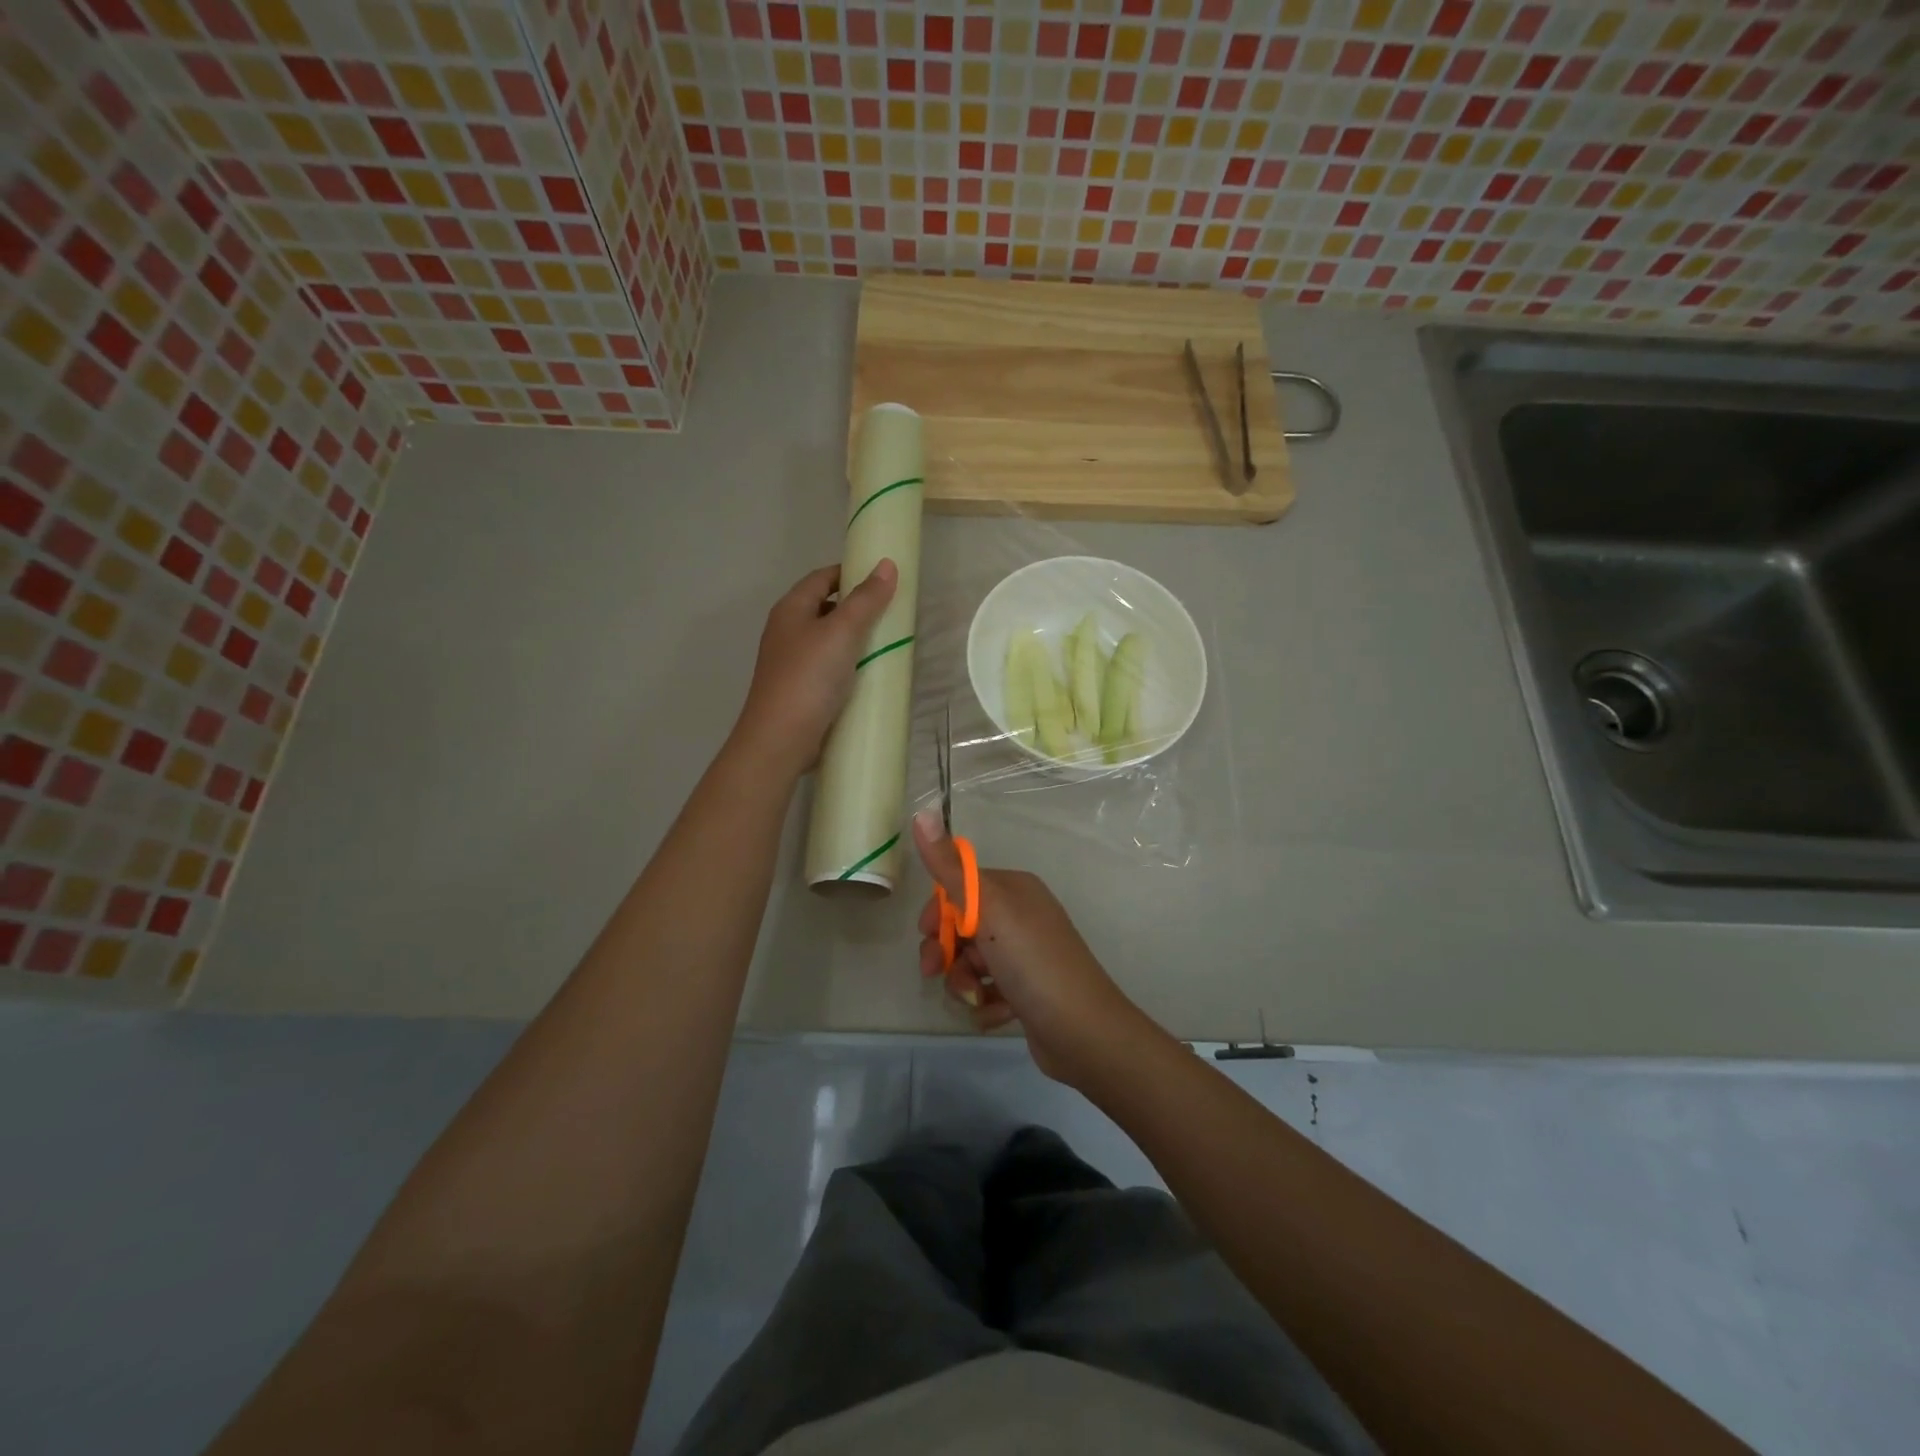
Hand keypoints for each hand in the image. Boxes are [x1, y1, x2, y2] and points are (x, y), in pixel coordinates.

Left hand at [734, 560, 897, 775]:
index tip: (883, 580)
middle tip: (892, 614)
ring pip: (828, 641)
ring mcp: (791, 663)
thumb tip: (887, 564)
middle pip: (825, 608)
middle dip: (857, 608)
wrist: (780, 739)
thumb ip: (865, 600)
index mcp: (790, 609)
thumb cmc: (809, 677)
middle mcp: (786, 631)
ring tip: (887, 644)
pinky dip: (849, 666)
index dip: (851, 574)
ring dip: (855, 640)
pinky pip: (829, 668)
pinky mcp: (800, 690)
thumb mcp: (841, 632)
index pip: (822, 578)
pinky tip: (869, 676)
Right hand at [912, 809, 1151, 1084]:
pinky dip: (987, 1003)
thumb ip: (950, 866)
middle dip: (947, 953)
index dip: (937, 912)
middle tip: (937, 972)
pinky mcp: (1026, 990)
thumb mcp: (988, 908)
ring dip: (965, 983)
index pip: (959, 888)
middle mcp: (1021, 916)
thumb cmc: (1032, 961)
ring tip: (977, 998)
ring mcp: (1025, 955)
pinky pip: (989, 991)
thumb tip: (922, 812)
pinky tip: (1000, 1013)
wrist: (1083, 1031)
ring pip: (971, 963)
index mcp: (1014, 889)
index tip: (927, 934)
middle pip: (961, 928)